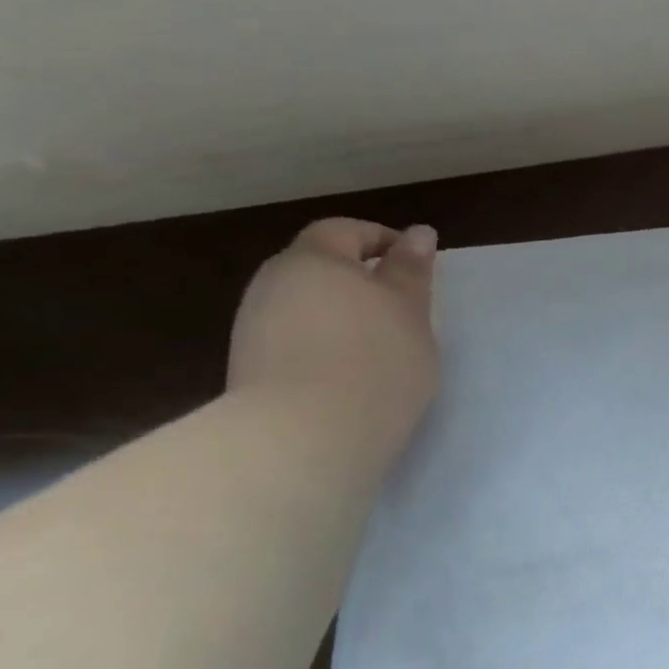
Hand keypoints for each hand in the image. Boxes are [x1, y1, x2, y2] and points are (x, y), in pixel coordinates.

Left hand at [227, 219, 440, 460]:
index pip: (344, 231)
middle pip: (319, 267)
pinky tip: (352, 375)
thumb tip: (418, 233)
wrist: (305, 437)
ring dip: (343, 316)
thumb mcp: (410, 309)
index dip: (383, 240)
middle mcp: (273, 285)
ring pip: (307, 306)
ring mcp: (254, 328)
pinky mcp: (250, 369)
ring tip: (383, 347)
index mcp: (312, 260)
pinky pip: (295, 341)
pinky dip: (325, 346)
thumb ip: (411, 269)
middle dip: (361, 280)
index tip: (418, 266)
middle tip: (405, 309)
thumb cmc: (375, 360)